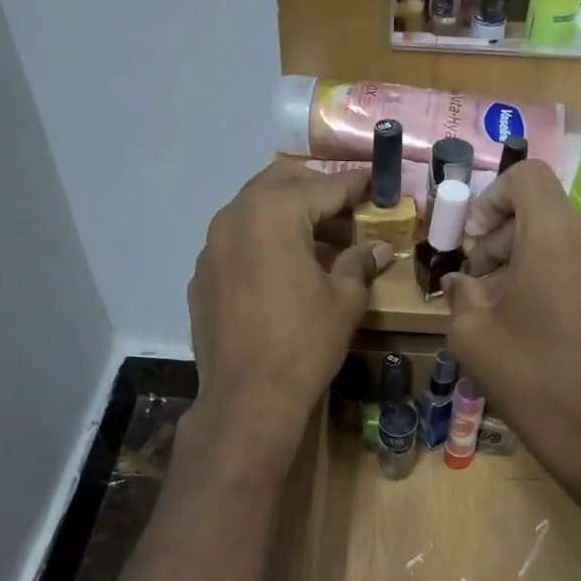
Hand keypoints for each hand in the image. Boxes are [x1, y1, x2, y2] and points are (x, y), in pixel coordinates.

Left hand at [186, 160, 391, 472]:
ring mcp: (211, 249)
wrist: (248, 397)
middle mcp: (234, 219)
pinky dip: (261, 242)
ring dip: (285, 215)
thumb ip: (359, 264)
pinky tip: (281, 269)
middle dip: (314, 189)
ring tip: (317, 237)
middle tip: (345, 205)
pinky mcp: (202, 278)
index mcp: (273, 214)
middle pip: (279, 184)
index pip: (322, 187)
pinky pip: (235, 244)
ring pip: (252, 212)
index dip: (353, 185)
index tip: (374, 182)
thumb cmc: (304, 343)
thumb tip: (379, 249)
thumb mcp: (344, 300)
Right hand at [445, 163, 580, 507]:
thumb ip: (461, 294)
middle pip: (545, 212)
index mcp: (557, 235)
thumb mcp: (473, 335)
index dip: (491, 198)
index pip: (526, 177)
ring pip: (566, 240)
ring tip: (505, 308)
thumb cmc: (530, 378)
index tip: (474, 241)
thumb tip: (461, 282)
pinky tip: (539, 323)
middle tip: (478, 282)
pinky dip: (558, 277)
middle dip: (504, 237)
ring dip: (529, 260)